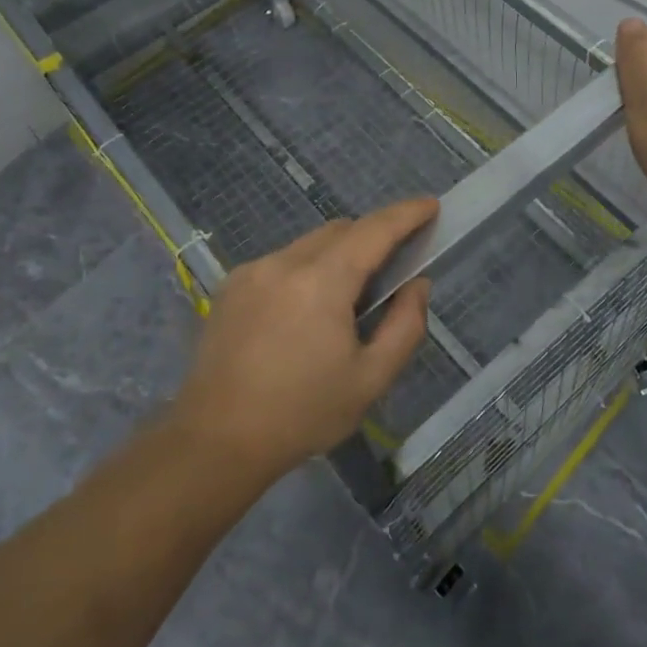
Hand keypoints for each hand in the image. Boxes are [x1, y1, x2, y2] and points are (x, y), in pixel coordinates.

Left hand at [168, 197, 437, 483]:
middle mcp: (285, 262)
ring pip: (309, 244)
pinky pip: (282, 261)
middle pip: (341, 230)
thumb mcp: (371, 379)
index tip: (430, 205)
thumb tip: (416, 285)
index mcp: (323, 281)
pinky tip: (304, 312)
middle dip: (372, 237)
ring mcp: (253, 271)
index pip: (374, 230)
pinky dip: (306, 270)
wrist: (216, 441)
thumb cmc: (302, 413)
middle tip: (393, 267)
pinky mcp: (231, 286)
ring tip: (346, 300)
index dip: (406, 214)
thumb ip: (405, 326)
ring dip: (337, 255)